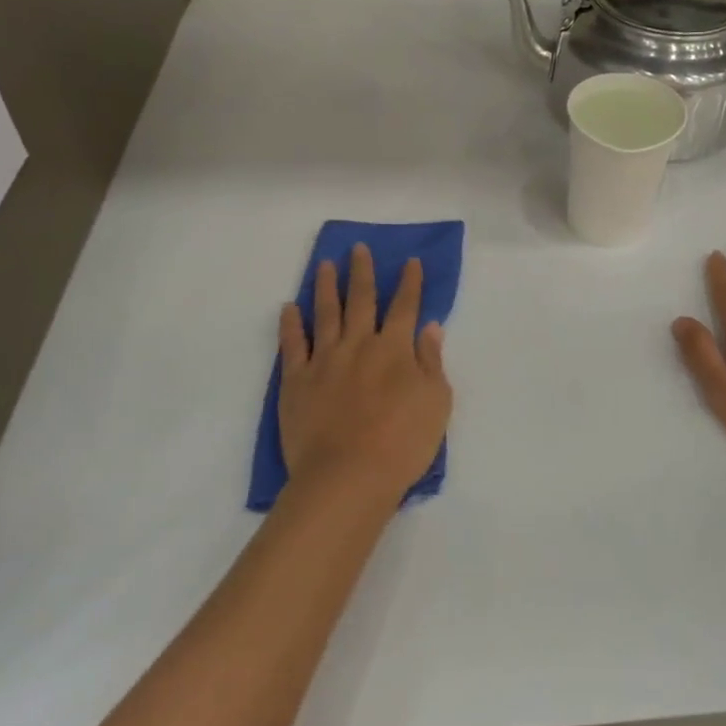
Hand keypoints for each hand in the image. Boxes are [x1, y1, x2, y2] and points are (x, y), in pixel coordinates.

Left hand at [278, 244, 451, 505]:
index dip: (409, 283)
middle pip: (361, 300)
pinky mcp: (296, 381)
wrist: (348, 476)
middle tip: (358, 248)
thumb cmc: (403, 443)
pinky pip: (292, 345)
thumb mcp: (436, 402)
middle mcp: (359, 345)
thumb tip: (430, 327)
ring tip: (325, 264)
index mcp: (395, 349)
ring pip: (326, 313)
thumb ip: (431, 362)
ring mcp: (324, 361)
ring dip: (326, 286)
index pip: (405, 307)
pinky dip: (291, 324)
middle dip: (362, 272)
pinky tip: (289, 308)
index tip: (410, 261)